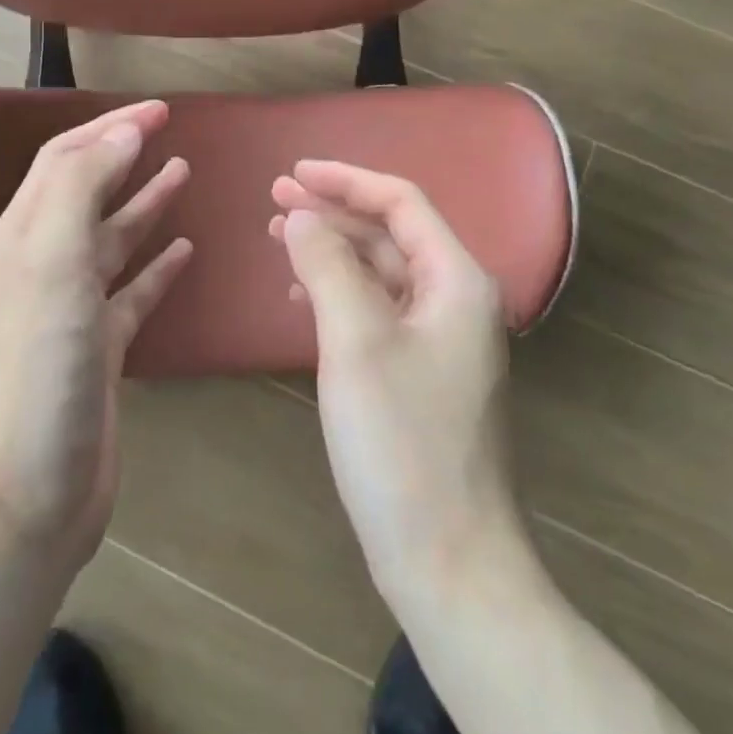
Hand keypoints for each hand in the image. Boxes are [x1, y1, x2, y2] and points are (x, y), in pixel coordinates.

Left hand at [0, 102, 191, 567]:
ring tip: (182, 173)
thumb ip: (84, 188)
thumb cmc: (40, 368)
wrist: (26, 493)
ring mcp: (72, 308)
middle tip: (171, 130)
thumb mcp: (54, 262)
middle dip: (125, 154)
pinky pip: (133, 290)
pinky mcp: (100, 348)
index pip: (66, 159)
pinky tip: (184, 249)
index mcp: (25, 236)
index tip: (161, 109)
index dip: (109, 127)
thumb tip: (123, 131)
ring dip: (144, 202)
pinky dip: (157, 265)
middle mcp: (44, 264)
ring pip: (113, 238)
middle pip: (87, 191)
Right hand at [271, 162, 528, 609]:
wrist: (448, 561)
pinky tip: (303, 298)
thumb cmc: (402, 442)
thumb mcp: (355, 341)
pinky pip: (380, 312)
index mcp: (457, 280)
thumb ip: (327, 266)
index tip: (294, 172)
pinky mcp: (423, 374)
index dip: (346, 180)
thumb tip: (300, 216)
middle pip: (391, 234)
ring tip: (280, 238)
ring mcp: (443, 341)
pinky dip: (341, 294)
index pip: (401, 202)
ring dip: (334, 251)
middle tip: (275, 198)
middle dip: (334, 212)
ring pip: (382, 273)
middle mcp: (457, 300)